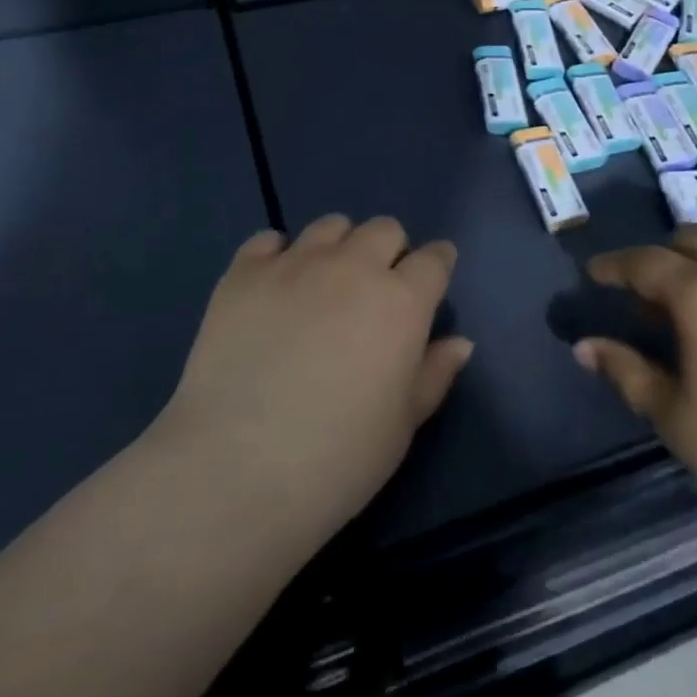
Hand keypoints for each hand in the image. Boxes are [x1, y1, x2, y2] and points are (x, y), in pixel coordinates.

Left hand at [152, 215, 473, 550]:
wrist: (236, 469)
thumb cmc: (337, 460)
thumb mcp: (402, 426)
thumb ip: (434, 374)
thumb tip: (460, 342)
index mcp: (401, 302)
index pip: (434, 260)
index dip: (437, 265)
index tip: (431, 280)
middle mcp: (352, 267)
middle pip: (384, 229)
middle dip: (389, 251)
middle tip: (374, 291)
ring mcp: (295, 263)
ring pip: (331, 226)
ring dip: (338, 247)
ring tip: (323, 285)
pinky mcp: (244, 271)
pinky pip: (269, 240)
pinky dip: (278, 255)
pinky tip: (274, 287)